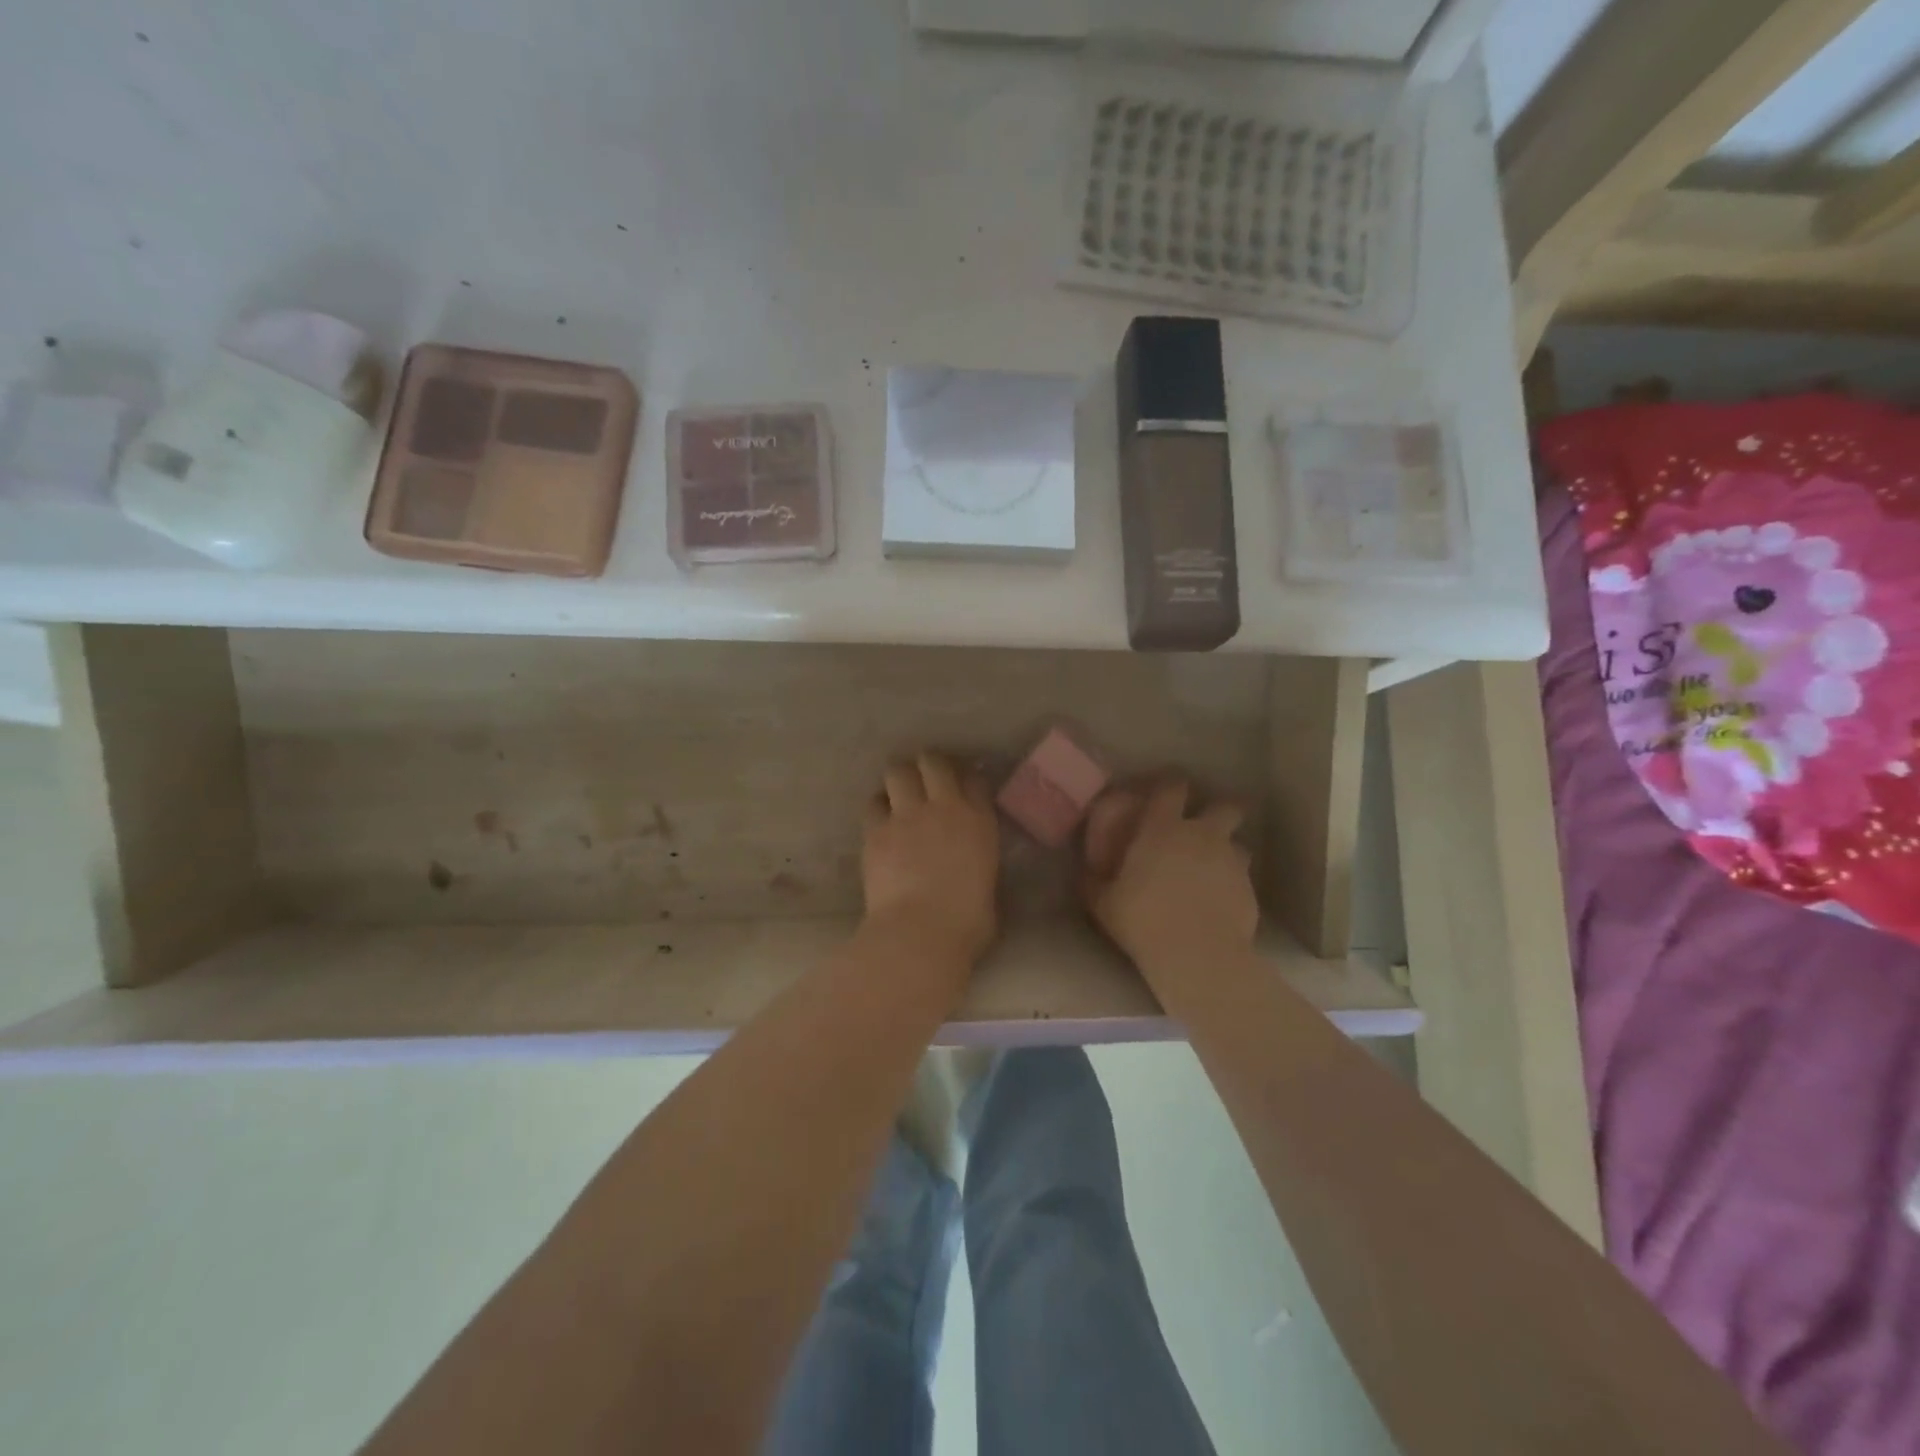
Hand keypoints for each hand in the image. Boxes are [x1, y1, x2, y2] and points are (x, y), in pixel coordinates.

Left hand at [861, 752, 1000, 964]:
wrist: (921, 933)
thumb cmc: (967, 922)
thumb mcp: (989, 886)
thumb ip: (980, 863)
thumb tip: (971, 867)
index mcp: (979, 821)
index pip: (975, 780)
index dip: (967, 780)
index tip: (963, 789)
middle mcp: (943, 807)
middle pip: (932, 762)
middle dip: (928, 766)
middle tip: (925, 781)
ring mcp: (905, 815)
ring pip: (896, 772)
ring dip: (899, 781)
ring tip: (898, 796)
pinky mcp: (875, 831)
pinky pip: (873, 804)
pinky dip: (878, 808)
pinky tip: (880, 822)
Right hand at [1081, 778, 1257, 978]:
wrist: (1197, 955)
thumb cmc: (1142, 920)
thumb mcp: (1103, 902)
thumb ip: (1095, 881)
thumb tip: (1086, 873)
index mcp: (1163, 828)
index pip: (1172, 788)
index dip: (1170, 784)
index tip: (1165, 789)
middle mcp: (1203, 835)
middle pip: (1225, 807)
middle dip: (1218, 811)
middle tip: (1203, 827)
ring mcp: (1231, 861)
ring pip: (1238, 844)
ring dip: (1227, 851)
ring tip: (1213, 870)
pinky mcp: (1250, 890)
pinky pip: (1242, 878)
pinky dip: (1232, 884)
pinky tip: (1220, 903)